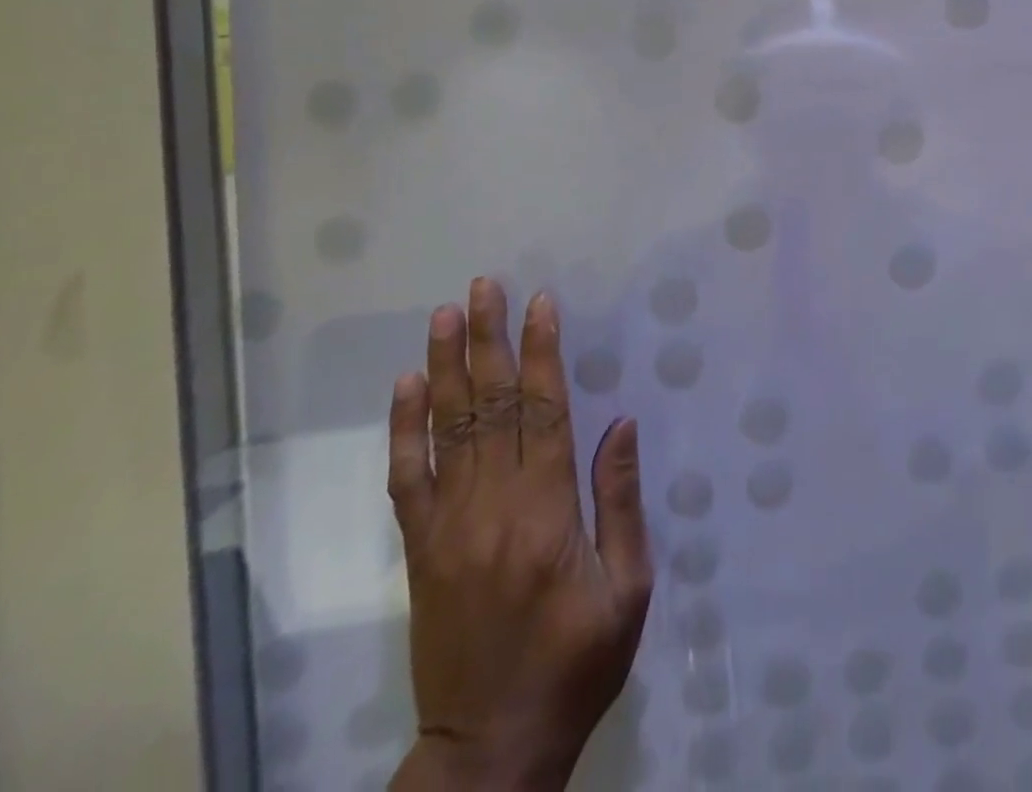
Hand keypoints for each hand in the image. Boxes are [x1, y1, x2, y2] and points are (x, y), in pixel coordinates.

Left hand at [389, 280, 653, 791]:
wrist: (490, 751)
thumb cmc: (576, 664)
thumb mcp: (626, 589)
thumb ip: (619, 501)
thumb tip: (618, 424)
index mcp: (547, 513)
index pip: (543, 412)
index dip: (542, 352)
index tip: (541, 303)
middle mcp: (492, 508)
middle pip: (491, 406)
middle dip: (489, 340)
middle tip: (484, 286)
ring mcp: (448, 527)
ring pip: (447, 430)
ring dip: (447, 366)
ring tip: (446, 315)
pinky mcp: (421, 550)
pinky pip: (407, 480)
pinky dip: (404, 429)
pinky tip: (407, 387)